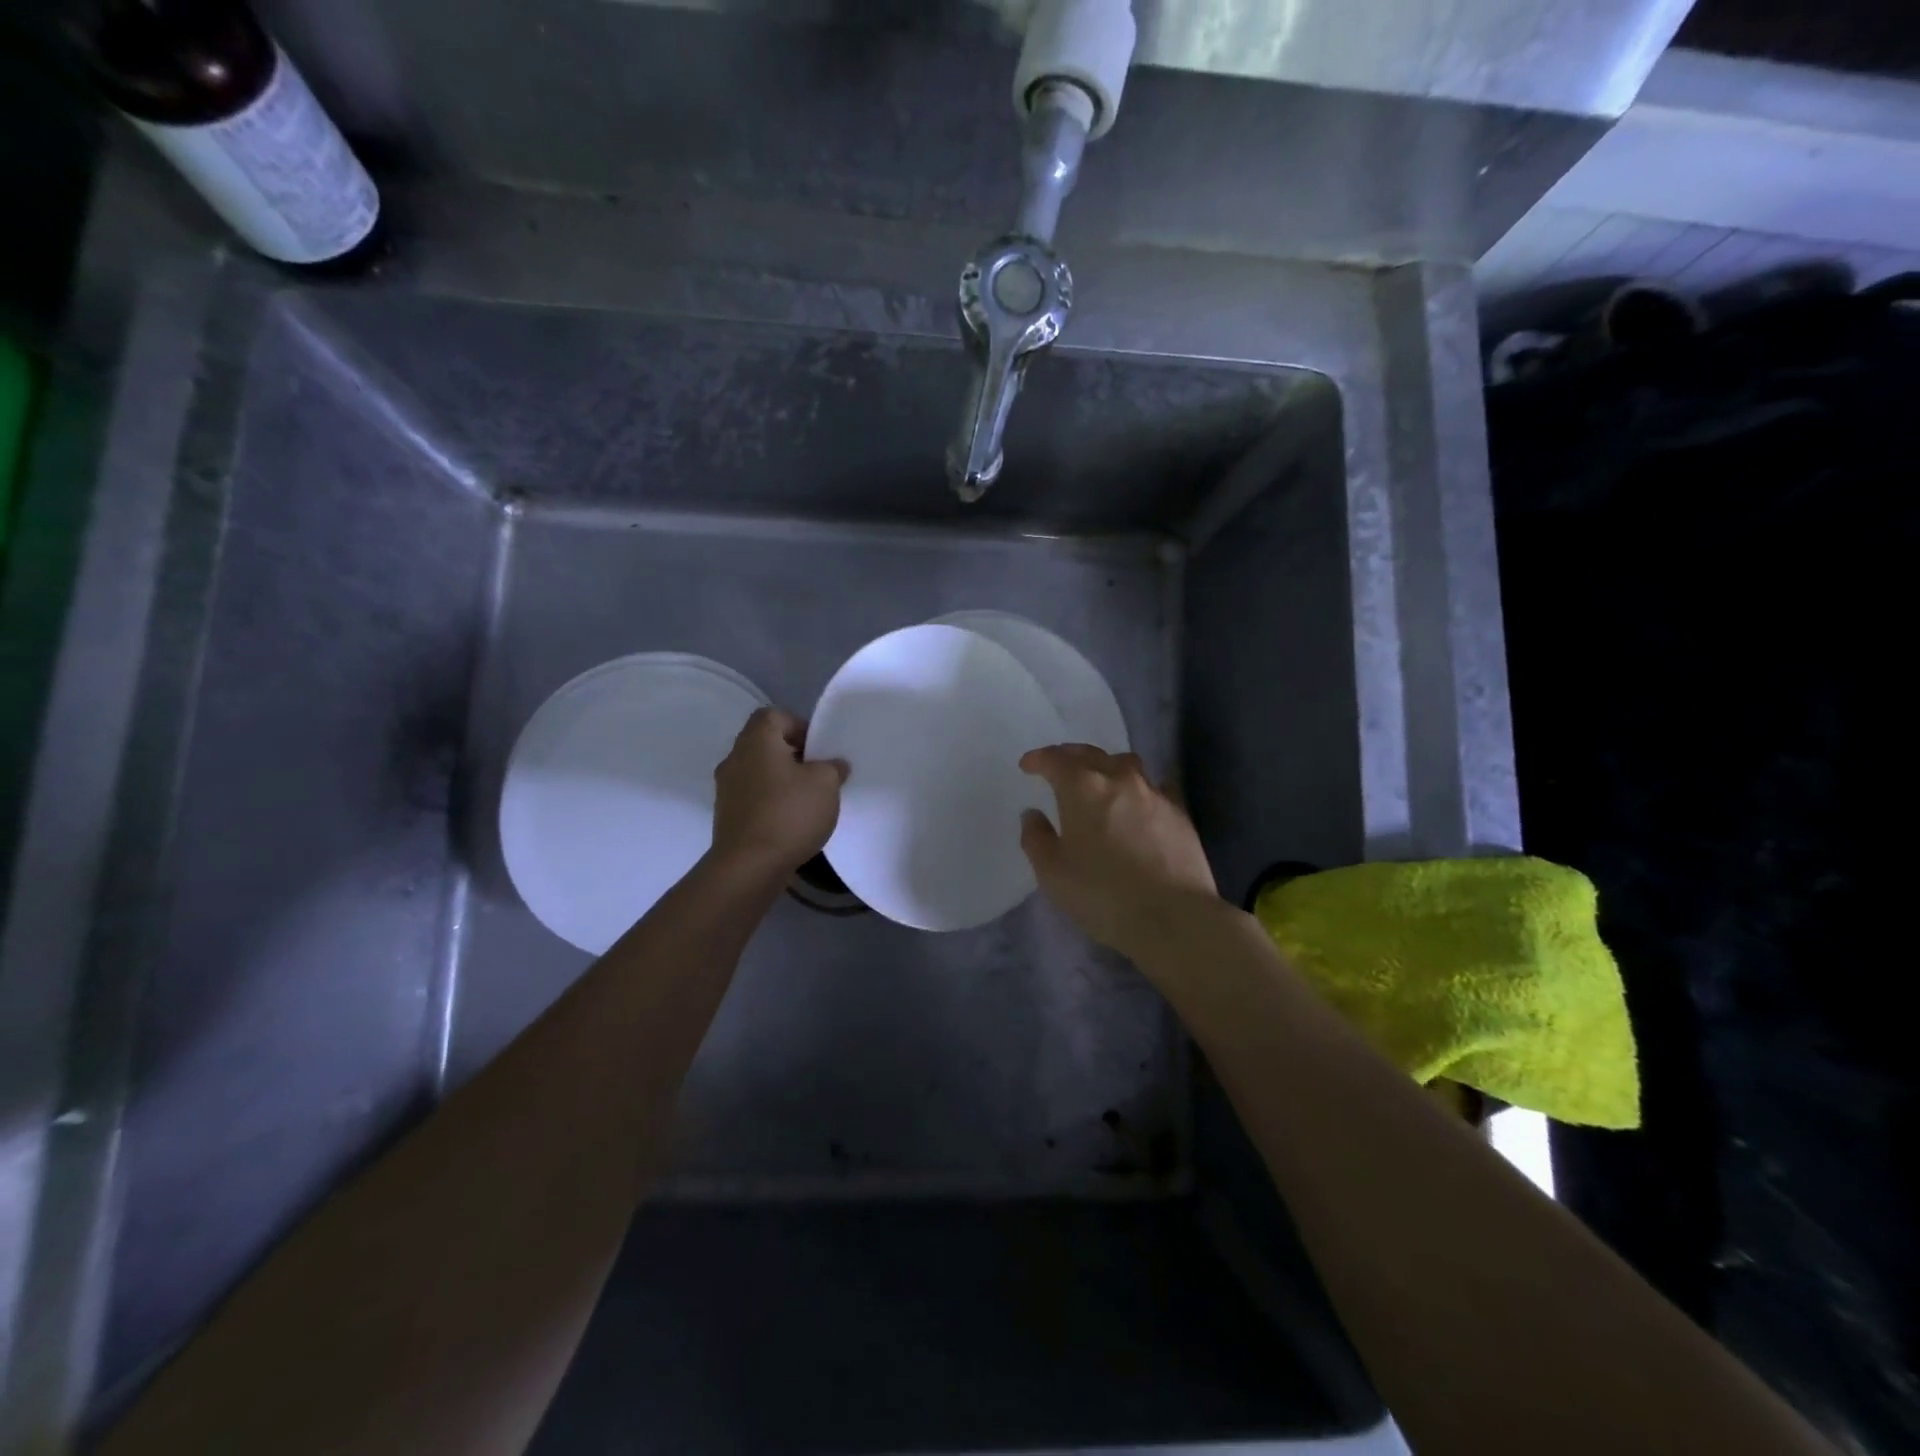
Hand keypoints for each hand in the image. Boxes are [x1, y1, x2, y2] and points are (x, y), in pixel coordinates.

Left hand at [711, 708, 846, 873]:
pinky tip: (790, 821)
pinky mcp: (726, 815)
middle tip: (817, 773)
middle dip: (792, 754)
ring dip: (780, 780)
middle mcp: (735, 758)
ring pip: (758, 772)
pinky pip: (752, 797)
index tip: (818, 749)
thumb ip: (832, 767)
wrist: (749, 866)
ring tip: (806, 800)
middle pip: (765, 744)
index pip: (774, 715)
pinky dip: (770, 801)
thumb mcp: (826, 784)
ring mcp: (726, 788)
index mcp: (756, 741)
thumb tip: (833, 764)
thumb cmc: (789, 813)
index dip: (799, 725)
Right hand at [1019, 744, 1221, 961]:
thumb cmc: (1102, 894)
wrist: (1173, 916)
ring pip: (1125, 764)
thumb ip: (1036, 838)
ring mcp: (1154, 793)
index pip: (1056, 760)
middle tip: (1058, 766)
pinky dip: (1137, 788)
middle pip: (1091, 754)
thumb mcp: (1053, 873)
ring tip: (1099, 780)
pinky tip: (1136, 803)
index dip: (1039, 759)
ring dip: (1106, 766)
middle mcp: (1119, 779)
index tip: (1028, 766)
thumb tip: (1033, 814)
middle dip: (1069, 756)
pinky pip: (1153, 786)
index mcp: (1082, 788)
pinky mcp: (1179, 812)